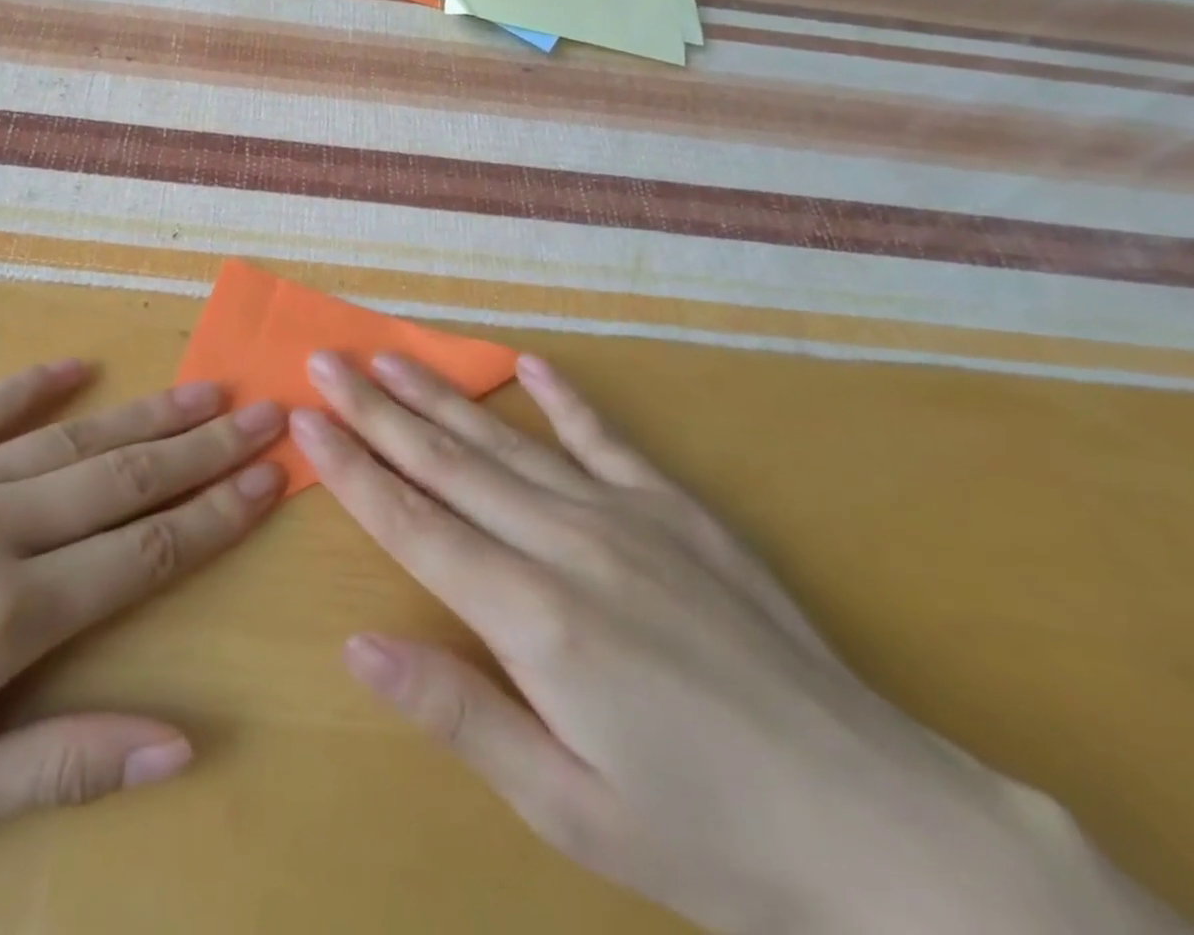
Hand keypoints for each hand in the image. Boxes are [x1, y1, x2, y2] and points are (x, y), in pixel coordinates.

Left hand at [0, 361, 284, 934]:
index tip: (270, 477)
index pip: (145, 553)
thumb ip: (61, 763)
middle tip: (265, 412)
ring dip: (146, 412)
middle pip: (122, 478)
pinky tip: (79, 366)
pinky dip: (33, 387)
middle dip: (204, 446)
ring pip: (68, 438)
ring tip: (208, 388)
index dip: (215, 513)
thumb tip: (184, 743)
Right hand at [290, 351, 1192, 934]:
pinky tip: (528, 363)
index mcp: (531, 618)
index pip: (412, 522)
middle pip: (446, 463)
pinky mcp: (678, 512)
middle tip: (327, 359)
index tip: (307, 418)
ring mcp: (626, 517)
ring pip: (507, 442)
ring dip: (441, 395)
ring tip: (390, 356)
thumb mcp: (569, 808)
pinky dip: (564, 398)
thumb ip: (459, 715)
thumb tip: (358, 648)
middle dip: (376, 410)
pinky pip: (606, 440)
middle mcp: (566, 545)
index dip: (352, 467)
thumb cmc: (710, 838)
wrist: (885, 830)